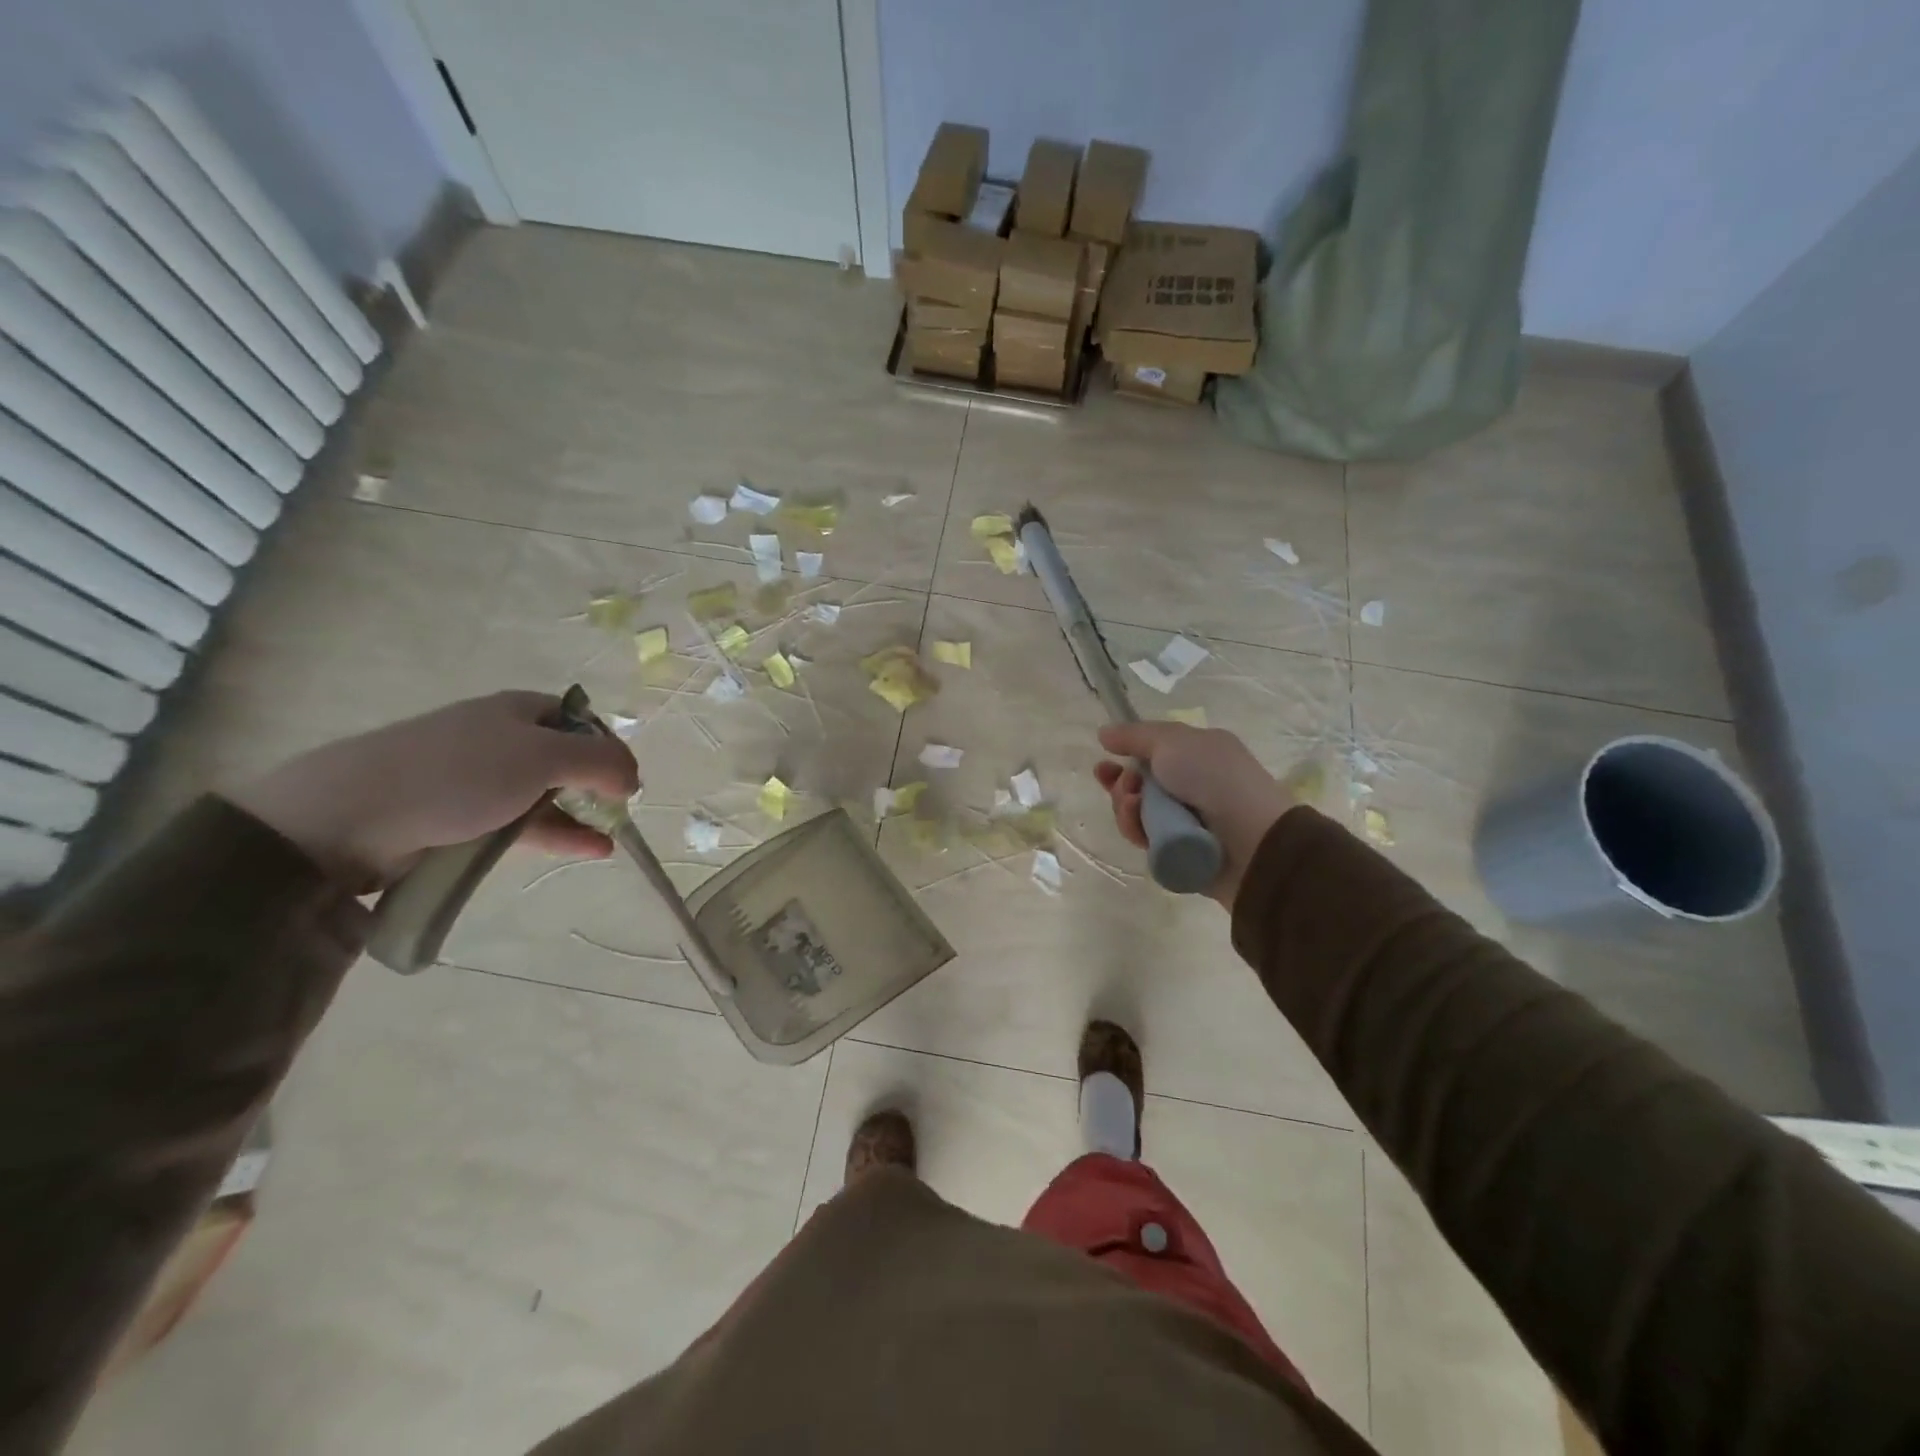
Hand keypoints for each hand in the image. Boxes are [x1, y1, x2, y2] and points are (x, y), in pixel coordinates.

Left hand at [229, 691, 639, 891]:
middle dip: (595, 782)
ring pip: (542, 793)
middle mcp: (498, 737)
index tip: (627, 777)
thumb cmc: (458, 773)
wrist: (348, 817)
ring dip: (579, 813)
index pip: (578, 718)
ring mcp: (476, 779)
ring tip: (611, 838)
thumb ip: (600, 761)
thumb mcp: (543, 757)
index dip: (608, 744)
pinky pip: (520, 823)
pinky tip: (586, 851)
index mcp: (517, 710)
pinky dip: (555, 834)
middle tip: (618, 809)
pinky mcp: (458, 818)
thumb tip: (635, 777)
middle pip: (562, 756)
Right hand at [1095, 721, 1296, 907]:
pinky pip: (1143, 838)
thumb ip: (1134, 735)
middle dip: (1121, 783)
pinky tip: (1140, 826)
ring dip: (1125, 805)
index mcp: (1196, 754)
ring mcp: (1183, 820)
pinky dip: (1136, 829)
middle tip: (1125, 787)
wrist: (1251, 840)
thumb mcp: (1173, 742)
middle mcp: (1190, 785)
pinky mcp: (1176, 850)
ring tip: (1134, 805)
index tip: (1104, 761)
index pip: (1151, 753)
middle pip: (1137, 783)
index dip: (1125, 755)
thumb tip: (1105, 733)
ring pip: (1136, 811)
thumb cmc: (1214, 778)